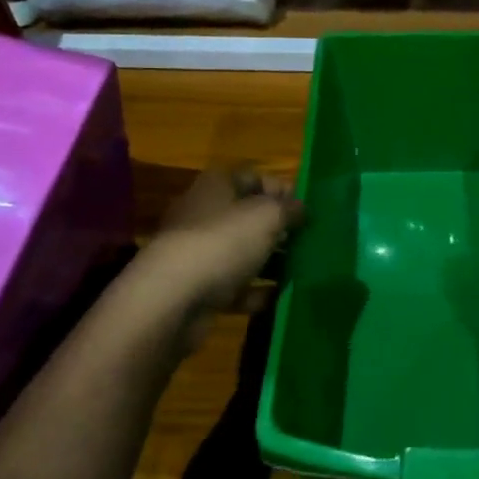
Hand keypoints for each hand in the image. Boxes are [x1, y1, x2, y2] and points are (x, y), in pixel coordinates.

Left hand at [121, 170, 301, 352]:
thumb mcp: (267, 216)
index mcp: (216, 187)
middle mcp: (204, 216)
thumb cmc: (223, 242)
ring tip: (300, 269)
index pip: (253, 177)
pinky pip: (234, 288)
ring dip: (269, 261)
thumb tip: (300, 208)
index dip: (281, 188)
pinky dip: (255, 292)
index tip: (306, 208)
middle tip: (307, 240)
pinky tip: (279, 297)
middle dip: (277, 228)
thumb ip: (289, 209)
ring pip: (242, 253)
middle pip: (247, 216)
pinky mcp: (198, 290)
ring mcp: (198, 255)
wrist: (171, 301)